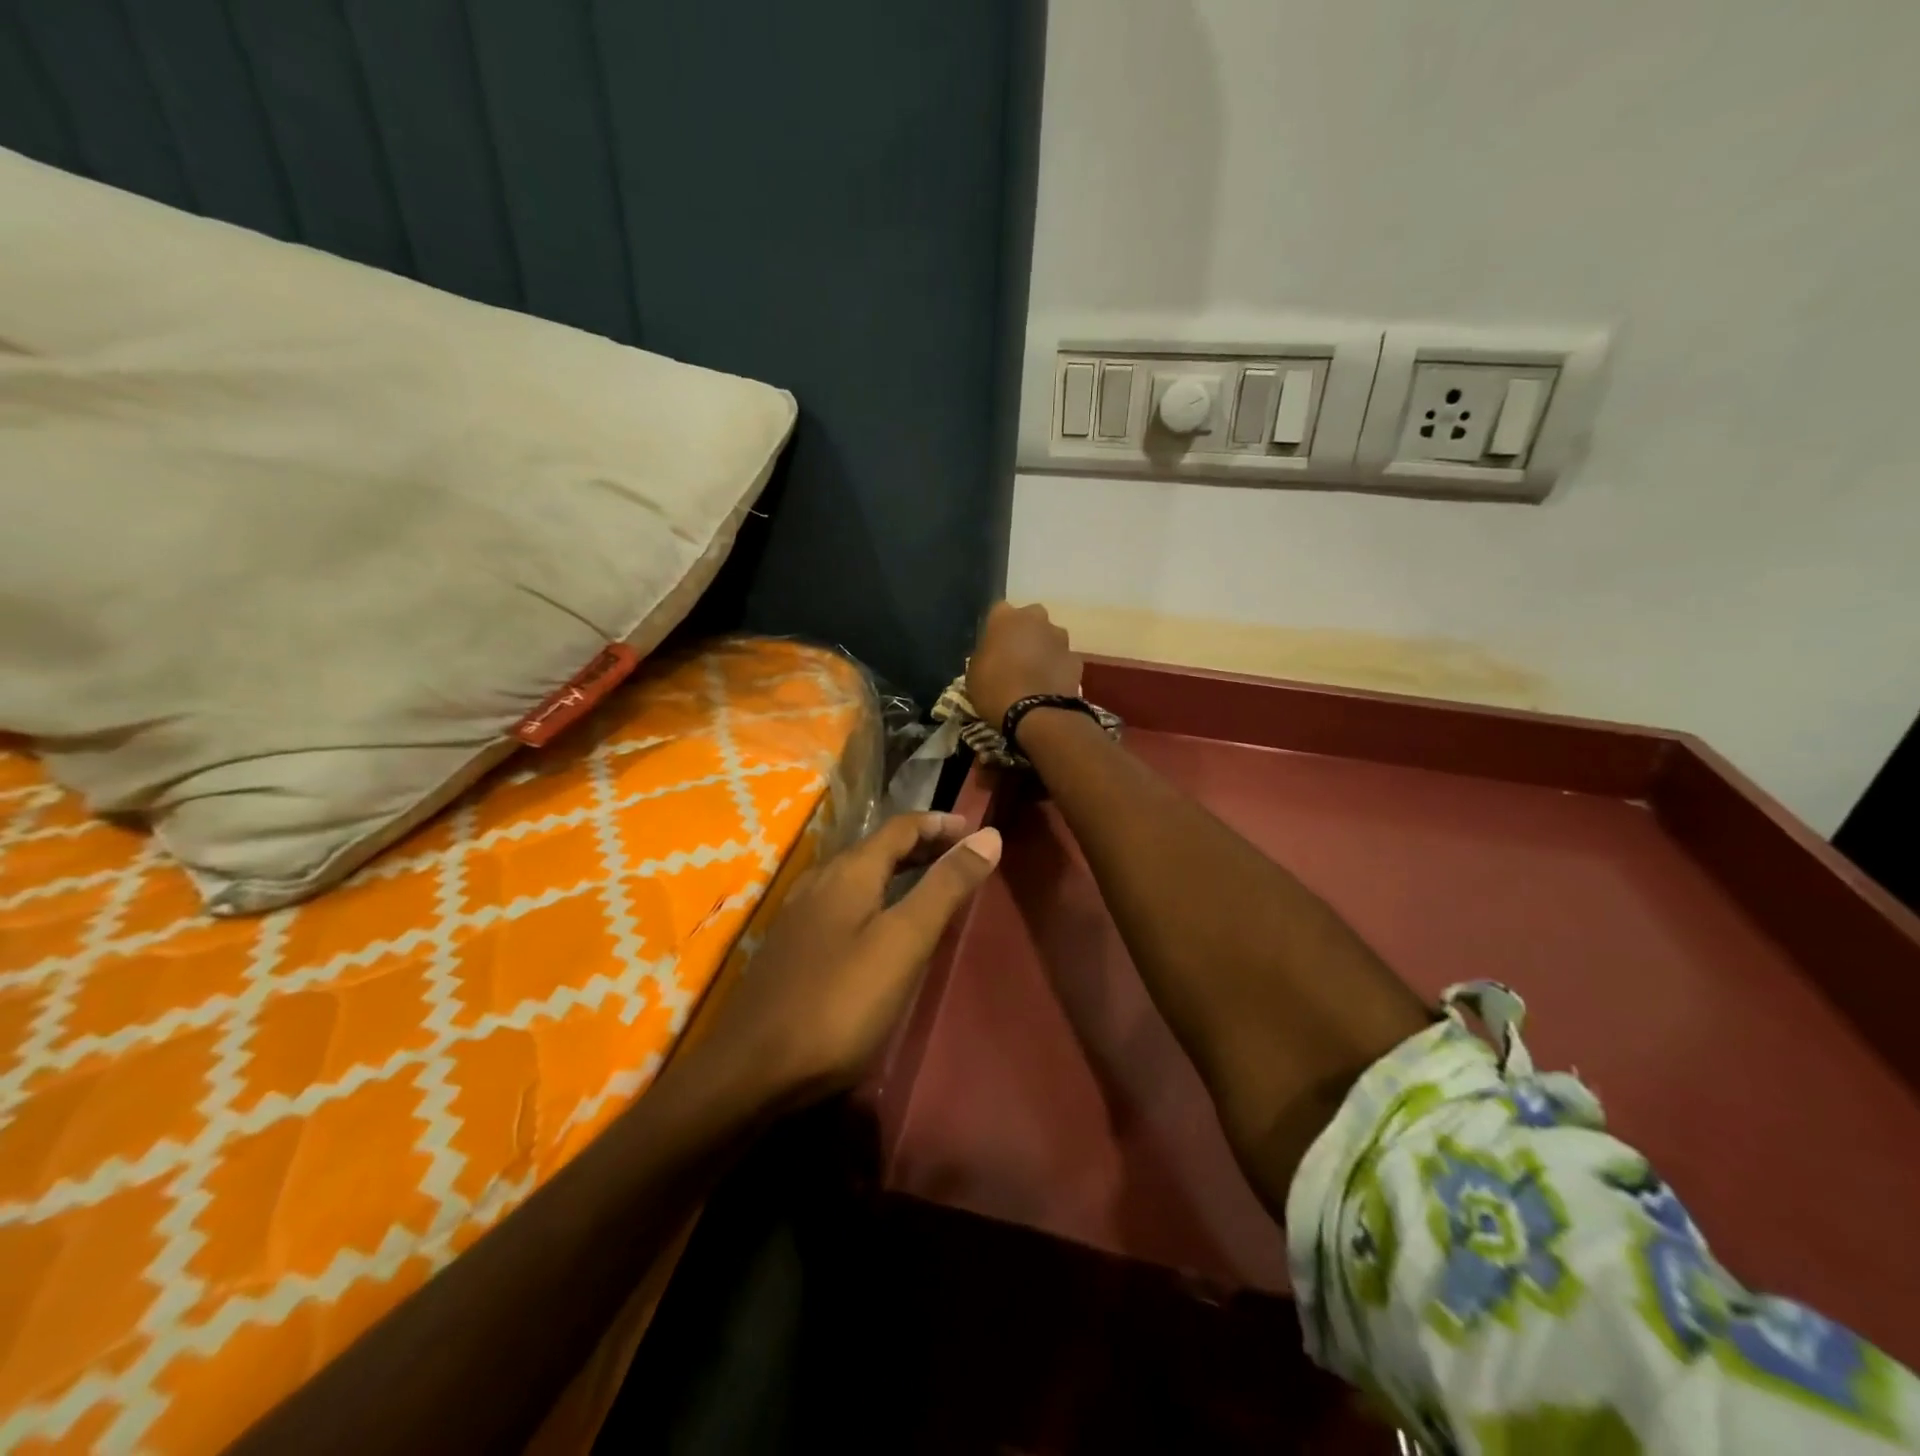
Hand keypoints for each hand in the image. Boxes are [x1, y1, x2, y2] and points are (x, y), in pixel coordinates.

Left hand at [695, 812, 1000, 1111]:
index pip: (901, 827)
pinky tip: (880, 928)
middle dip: (921, 846)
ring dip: (897, 872)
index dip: (939, 824)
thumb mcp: (903, 942)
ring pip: (858, 876)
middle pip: (877, 848)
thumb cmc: (839, 1002)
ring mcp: (800, 914)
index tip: (975, 830)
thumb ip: (945, 887)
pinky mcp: (792, 947)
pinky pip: (843, 903)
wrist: (751, 1069)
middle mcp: (821, 881)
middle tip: (961, 856)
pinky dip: (875, 898)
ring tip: (929, 886)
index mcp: (849, 872)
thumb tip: (988, 835)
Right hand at [966, 601, 1082, 726]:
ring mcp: (1060, 638)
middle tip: (1016, 657)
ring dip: (1044, 649)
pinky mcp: (1076, 659)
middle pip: (1030, 619)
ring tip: (1035, 674)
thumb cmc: (995, 689)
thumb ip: (986, 655)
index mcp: (1005, 617)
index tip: (993, 647)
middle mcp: (1036, 618)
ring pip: (1050, 638)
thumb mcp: (974, 672)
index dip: (997, 630)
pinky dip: (1057, 668)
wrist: (1036, 713)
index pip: (999, 613)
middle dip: (1025, 633)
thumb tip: (994, 655)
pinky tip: (1050, 686)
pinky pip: (1063, 659)